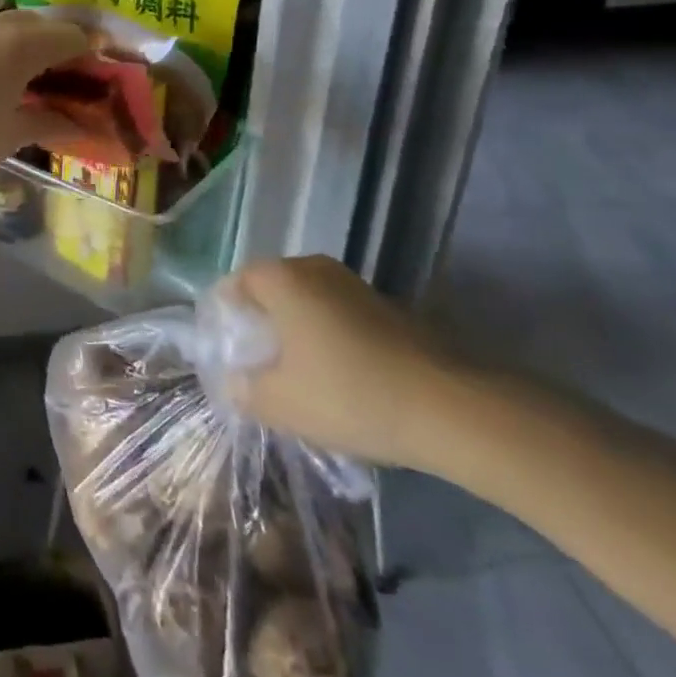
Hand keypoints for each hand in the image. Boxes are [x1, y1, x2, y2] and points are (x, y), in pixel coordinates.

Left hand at [0, 10, 89, 183]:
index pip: (72, 36)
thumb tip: (79, 124)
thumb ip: (46, 123)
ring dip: (29, 47)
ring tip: (35, 82)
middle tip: (69, 81)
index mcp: (23, 43)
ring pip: (10, 27)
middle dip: (60, 47)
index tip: (102, 76)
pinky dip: (2, 51)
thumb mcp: (8, 136)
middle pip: (41, 25)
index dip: (92, 54)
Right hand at [218, 255, 465, 470]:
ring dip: (296, 327)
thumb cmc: (348, 394)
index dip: (226, 311)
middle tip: (255, 359)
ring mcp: (355, 285)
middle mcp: (316, 269)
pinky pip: (337, 313)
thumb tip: (234, 383)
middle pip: (273, 286)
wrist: (450, 407)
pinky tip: (335, 374)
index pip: (238, 281)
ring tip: (294, 370)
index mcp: (284, 279)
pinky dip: (326, 335)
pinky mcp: (386, 307)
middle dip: (260, 319)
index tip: (226, 347)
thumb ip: (246, 391)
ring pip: (308, 299)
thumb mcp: (282, 404)